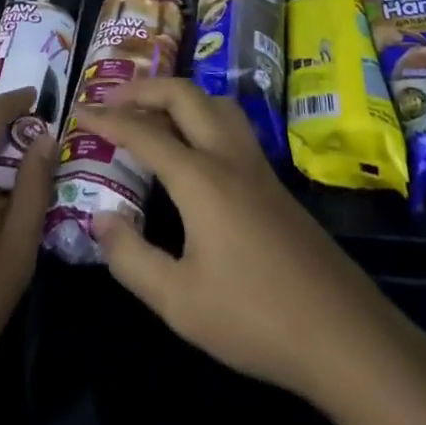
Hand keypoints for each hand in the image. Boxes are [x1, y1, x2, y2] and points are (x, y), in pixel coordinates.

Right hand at [74, 78, 373, 406]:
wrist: (345, 335)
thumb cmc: (256, 318)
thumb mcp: (179, 302)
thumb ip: (131, 259)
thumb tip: (100, 220)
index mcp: (200, 178)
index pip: (144, 133)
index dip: (108, 119)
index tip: (80, 111)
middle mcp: (228, 157)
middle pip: (184, 96)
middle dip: (144, 89)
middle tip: (113, 99)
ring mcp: (257, 166)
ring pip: (215, 104)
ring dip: (179, 95)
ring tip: (154, 111)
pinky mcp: (275, 184)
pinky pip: (231, 126)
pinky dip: (202, 115)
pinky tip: (197, 146)